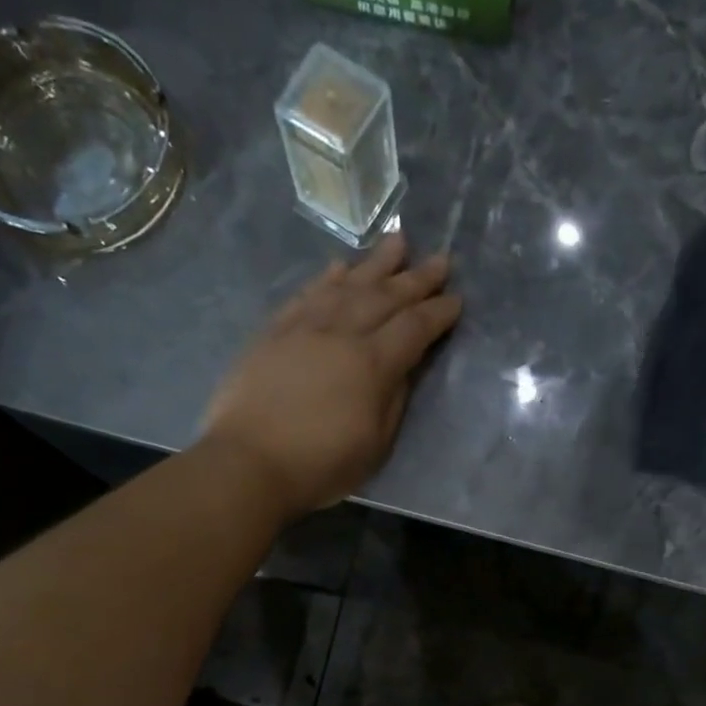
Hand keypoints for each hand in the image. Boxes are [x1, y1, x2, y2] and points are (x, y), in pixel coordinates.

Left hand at [202, 234, 461, 516]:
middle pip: (385, 297)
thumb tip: (405, 366)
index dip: (438, 313)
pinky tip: (340, 266)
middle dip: (417, 278)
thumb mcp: (375, 444)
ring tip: (398, 240)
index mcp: (372, 365)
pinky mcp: (275, 332)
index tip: (457, 300)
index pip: (414, 328)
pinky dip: (328, 278)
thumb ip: (394, 399)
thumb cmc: (320, 465)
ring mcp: (305, 328)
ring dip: (376, 262)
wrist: (248, 462)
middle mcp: (342, 334)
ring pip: (348, 285)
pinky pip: (307, 294)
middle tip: (441, 259)